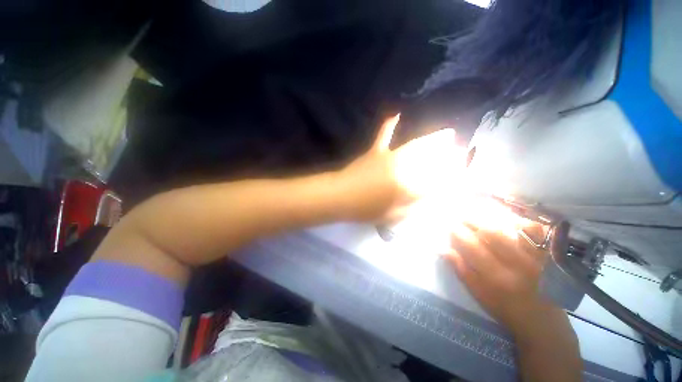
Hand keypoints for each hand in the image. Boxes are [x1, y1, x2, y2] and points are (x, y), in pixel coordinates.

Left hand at [337, 114, 458, 221]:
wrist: (341, 197)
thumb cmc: (366, 210)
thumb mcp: (393, 216)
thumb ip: (414, 207)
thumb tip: (430, 199)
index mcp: (409, 188)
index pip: (438, 181)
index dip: (453, 177)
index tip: (464, 174)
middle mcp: (404, 169)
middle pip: (432, 159)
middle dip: (449, 154)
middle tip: (461, 150)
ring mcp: (389, 157)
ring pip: (416, 145)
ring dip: (433, 139)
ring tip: (448, 133)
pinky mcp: (375, 151)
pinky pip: (384, 135)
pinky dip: (389, 124)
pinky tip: (396, 113)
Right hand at [447, 202, 561, 337]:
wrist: (542, 321)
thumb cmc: (504, 307)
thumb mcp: (477, 293)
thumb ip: (460, 269)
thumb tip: (442, 248)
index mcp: (495, 277)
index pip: (471, 246)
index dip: (458, 232)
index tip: (450, 225)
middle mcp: (516, 264)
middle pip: (491, 233)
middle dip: (472, 220)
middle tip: (461, 214)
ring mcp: (536, 257)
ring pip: (512, 228)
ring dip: (493, 217)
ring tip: (480, 213)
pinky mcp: (549, 255)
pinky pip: (536, 231)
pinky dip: (521, 222)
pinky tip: (508, 220)